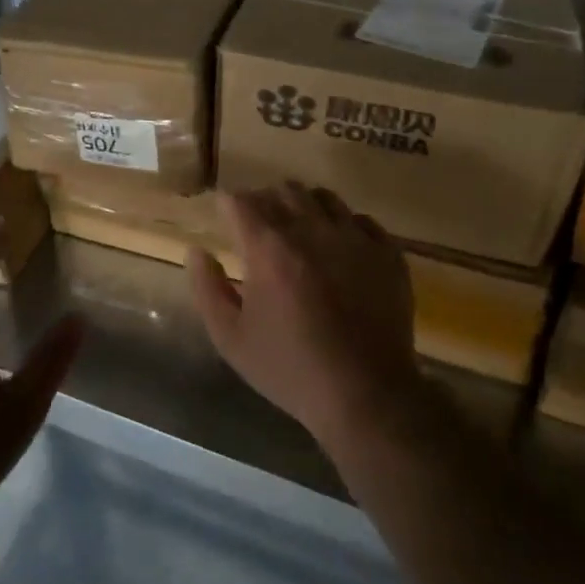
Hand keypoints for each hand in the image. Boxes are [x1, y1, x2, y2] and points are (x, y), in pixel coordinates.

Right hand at [188, 183, 422, 445]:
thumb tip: (196, 251)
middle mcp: (312, 230)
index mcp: (269, 247)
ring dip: (305, 207)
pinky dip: (344, 226)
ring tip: (300, 232)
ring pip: (324, 197)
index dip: (229, 205)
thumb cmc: (289, 368)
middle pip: (284, 190)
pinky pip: (362, 220)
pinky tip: (339, 250)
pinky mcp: (387, 253)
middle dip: (266, 201)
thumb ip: (208, 288)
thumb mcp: (231, 338)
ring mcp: (355, 238)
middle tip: (260, 227)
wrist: (365, 393)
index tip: (226, 216)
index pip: (241, 201)